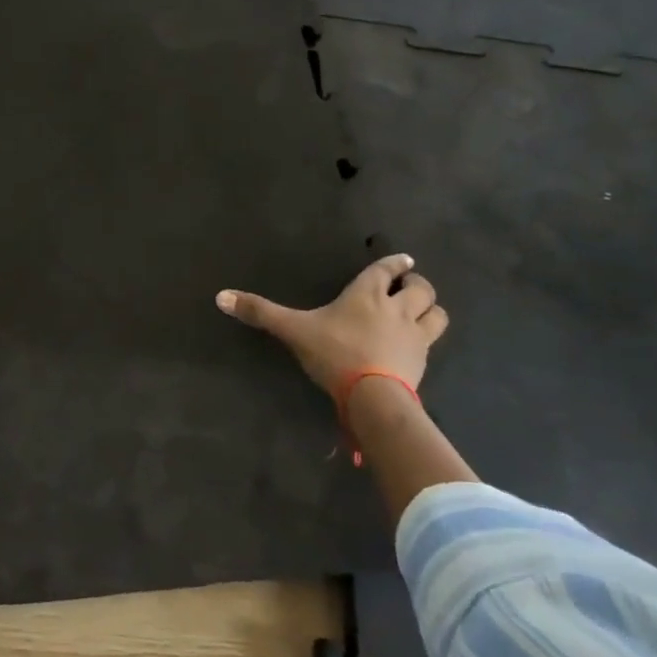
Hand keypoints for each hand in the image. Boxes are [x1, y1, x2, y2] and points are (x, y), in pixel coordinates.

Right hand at [216, 253, 448, 394]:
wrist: (372, 396)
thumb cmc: (334, 353)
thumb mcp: (292, 330)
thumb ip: (260, 312)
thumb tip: (220, 296)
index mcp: (367, 295)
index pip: (386, 270)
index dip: (395, 263)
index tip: (404, 260)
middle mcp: (396, 309)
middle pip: (421, 289)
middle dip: (418, 284)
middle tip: (410, 286)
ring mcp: (414, 337)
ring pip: (436, 314)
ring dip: (431, 310)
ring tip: (421, 312)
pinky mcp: (422, 363)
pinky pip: (432, 344)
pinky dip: (427, 340)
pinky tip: (416, 347)